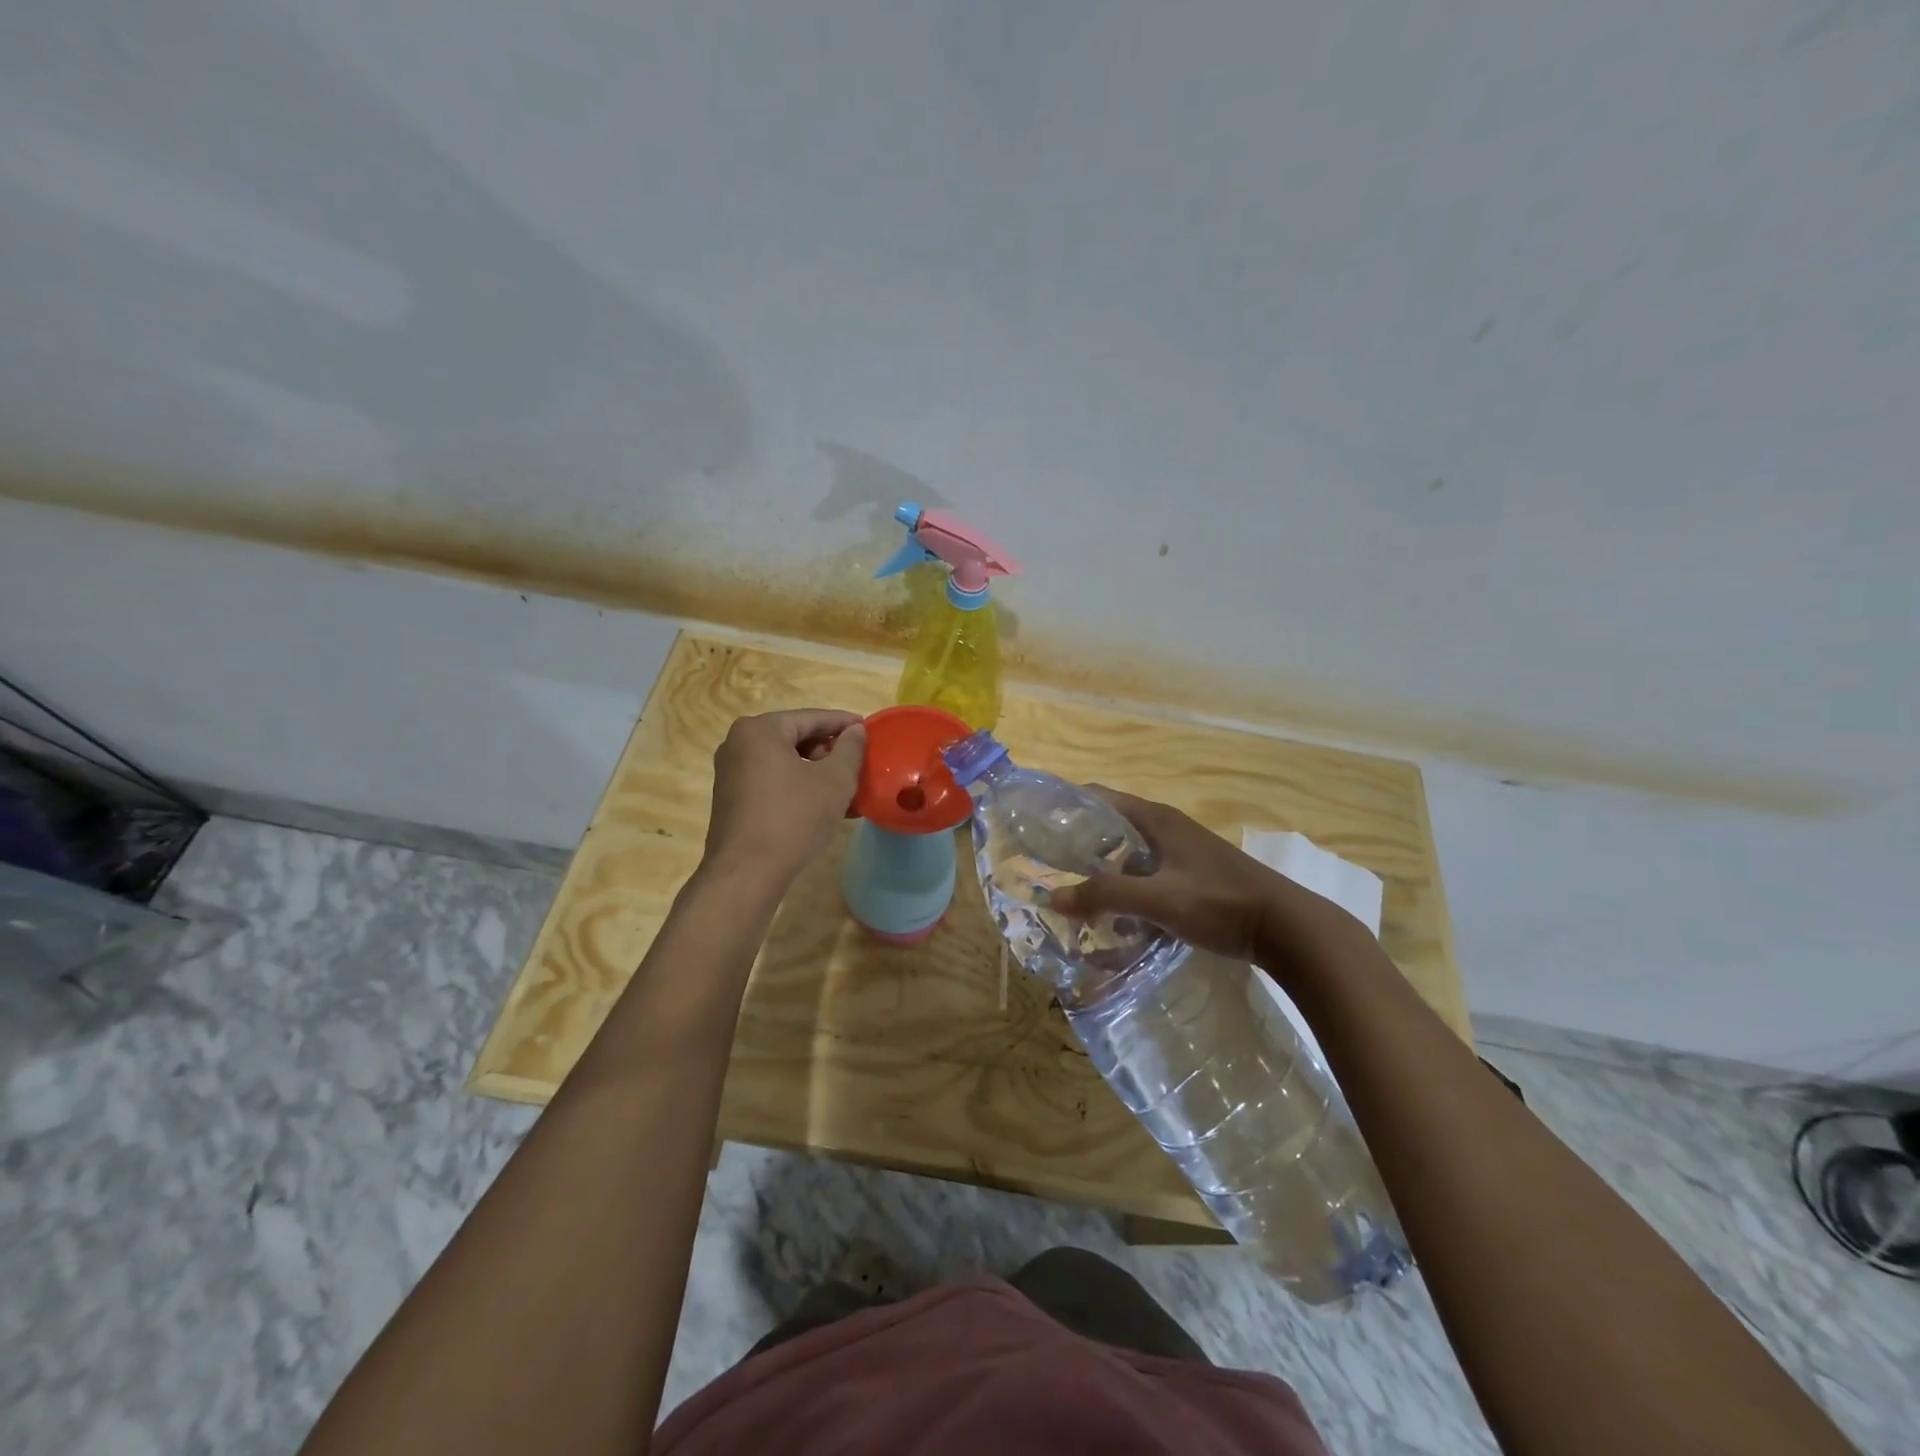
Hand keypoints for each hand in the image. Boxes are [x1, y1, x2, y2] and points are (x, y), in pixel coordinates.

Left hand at [702, 709, 865, 886]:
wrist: (746, 872)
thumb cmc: (793, 818)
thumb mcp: (834, 781)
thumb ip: (850, 749)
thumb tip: (855, 731)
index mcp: (760, 730)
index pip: (811, 717)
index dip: (843, 723)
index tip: (868, 730)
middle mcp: (739, 744)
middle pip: (795, 737)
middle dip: (829, 750)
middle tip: (858, 763)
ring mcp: (731, 772)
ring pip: (785, 762)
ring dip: (817, 772)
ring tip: (848, 788)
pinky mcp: (732, 799)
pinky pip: (773, 781)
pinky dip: (799, 787)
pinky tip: (825, 806)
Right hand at [1050, 787, 1333, 967]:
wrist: (1287, 928)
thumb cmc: (1219, 903)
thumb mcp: (1157, 899)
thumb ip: (1106, 896)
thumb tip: (1053, 897)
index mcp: (1156, 819)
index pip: (1099, 797)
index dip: (1066, 805)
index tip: (1036, 824)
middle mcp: (1168, 827)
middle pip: (1112, 825)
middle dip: (1079, 842)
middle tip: (1048, 865)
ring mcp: (1184, 851)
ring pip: (1130, 852)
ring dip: (1103, 867)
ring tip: (1074, 891)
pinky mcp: (1195, 875)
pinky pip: (1148, 871)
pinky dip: (1127, 884)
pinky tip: (1117, 911)